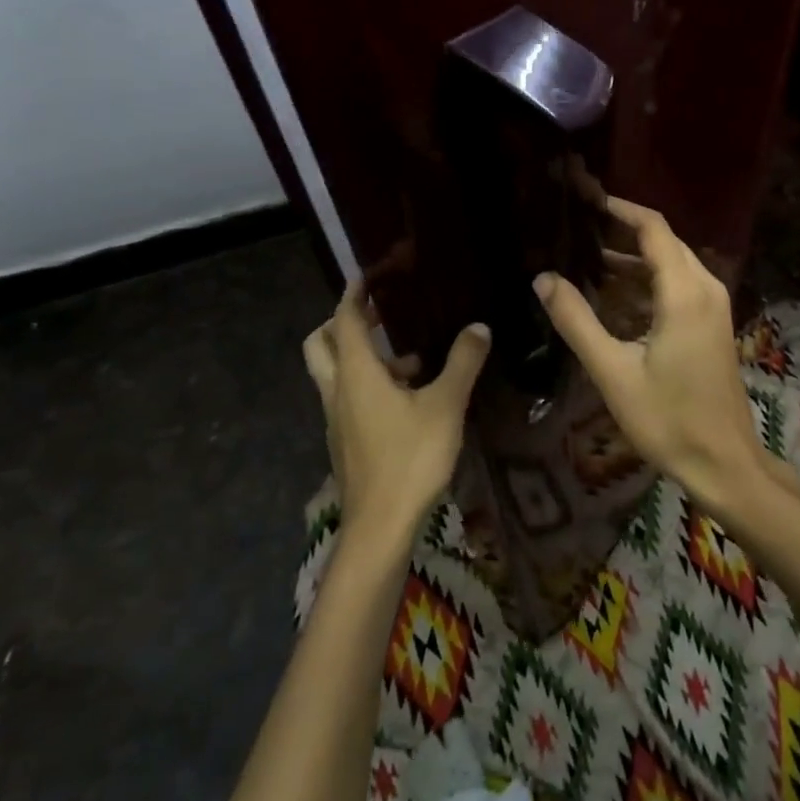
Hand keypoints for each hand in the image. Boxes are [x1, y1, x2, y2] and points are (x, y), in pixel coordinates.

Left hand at [302, 282, 489, 542]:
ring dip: (362, 356)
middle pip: (321, 344)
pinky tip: (410, 399)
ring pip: (335, 373)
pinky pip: (348, 397)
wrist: (380, 526)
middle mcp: (338, 390)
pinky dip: (368, 384)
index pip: (345, 320)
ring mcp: (337, 419)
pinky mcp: (345, 441)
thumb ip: (463, 362)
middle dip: (342, 322)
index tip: (369, 274)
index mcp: (356, 374)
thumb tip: (478, 327)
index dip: (355, 294)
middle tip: (377, 313)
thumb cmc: (411, 458)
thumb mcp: (446, 405)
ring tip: (411, 360)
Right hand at [534, 197, 763, 516]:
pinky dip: (645, 283)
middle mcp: (704, 287)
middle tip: (575, 226)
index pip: (652, 228)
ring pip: (669, 264)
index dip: (619, 208)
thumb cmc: (668, 419)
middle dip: (620, 231)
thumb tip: (543, 279)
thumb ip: (576, 321)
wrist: (723, 462)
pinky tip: (610, 294)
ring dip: (631, 260)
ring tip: (583, 257)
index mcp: (684, 291)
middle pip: (662, 242)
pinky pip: (676, 286)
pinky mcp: (711, 323)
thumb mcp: (613, 371)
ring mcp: (712, 306)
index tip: (584, 198)